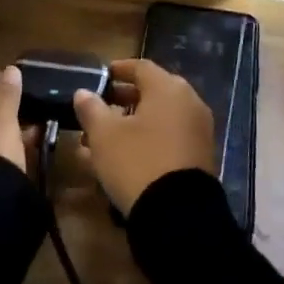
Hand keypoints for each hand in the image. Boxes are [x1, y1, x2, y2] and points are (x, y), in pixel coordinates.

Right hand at [73, 58, 216, 212]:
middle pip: (152, 93)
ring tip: (103, 139)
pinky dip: (147, 141)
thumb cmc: (138, 162)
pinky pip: (168, 139)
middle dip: (123, 100)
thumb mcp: (105, 135)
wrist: (179, 216)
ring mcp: (198, 131)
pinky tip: (123, 158)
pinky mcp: (200, 157)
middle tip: (100, 108)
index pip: (141, 67)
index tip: (102, 76)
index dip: (119, 70)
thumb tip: (83, 92)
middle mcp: (188, 102)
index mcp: (168, 88)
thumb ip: (92, 109)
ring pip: (158, 119)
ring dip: (131, 124)